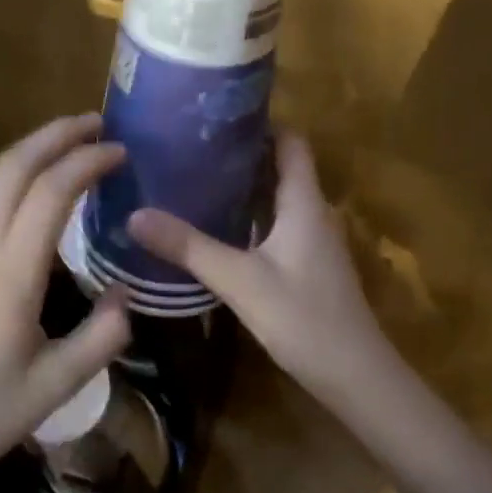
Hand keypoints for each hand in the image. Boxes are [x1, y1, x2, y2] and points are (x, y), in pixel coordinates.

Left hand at [0, 114, 131, 481]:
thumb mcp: (54, 388)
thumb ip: (101, 339)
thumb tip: (127, 294)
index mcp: (10, 275)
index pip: (52, 193)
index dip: (88, 163)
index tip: (119, 152)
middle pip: (16, 166)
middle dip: (57, 135)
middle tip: (95, 122)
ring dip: (29, 147)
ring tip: (63, 140)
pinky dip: (3, 171)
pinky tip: (19, 179)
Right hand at [129, 133, 394, 400]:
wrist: (356, 378)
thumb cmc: (304, 318)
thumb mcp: (240, 281)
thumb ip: (190, 247)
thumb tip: (136, 214)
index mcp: (305, 202)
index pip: (291, 142)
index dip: (261, 123)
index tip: (218, 114)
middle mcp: (314, 213)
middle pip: (282, 167)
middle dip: (242, 153)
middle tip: (192, 146)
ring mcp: (314, 242)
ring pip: (278, 199)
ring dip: (245, 187)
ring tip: (196, 178)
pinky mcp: (308, 267)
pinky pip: (278, 226)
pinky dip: (250, 218)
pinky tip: (218, 228)